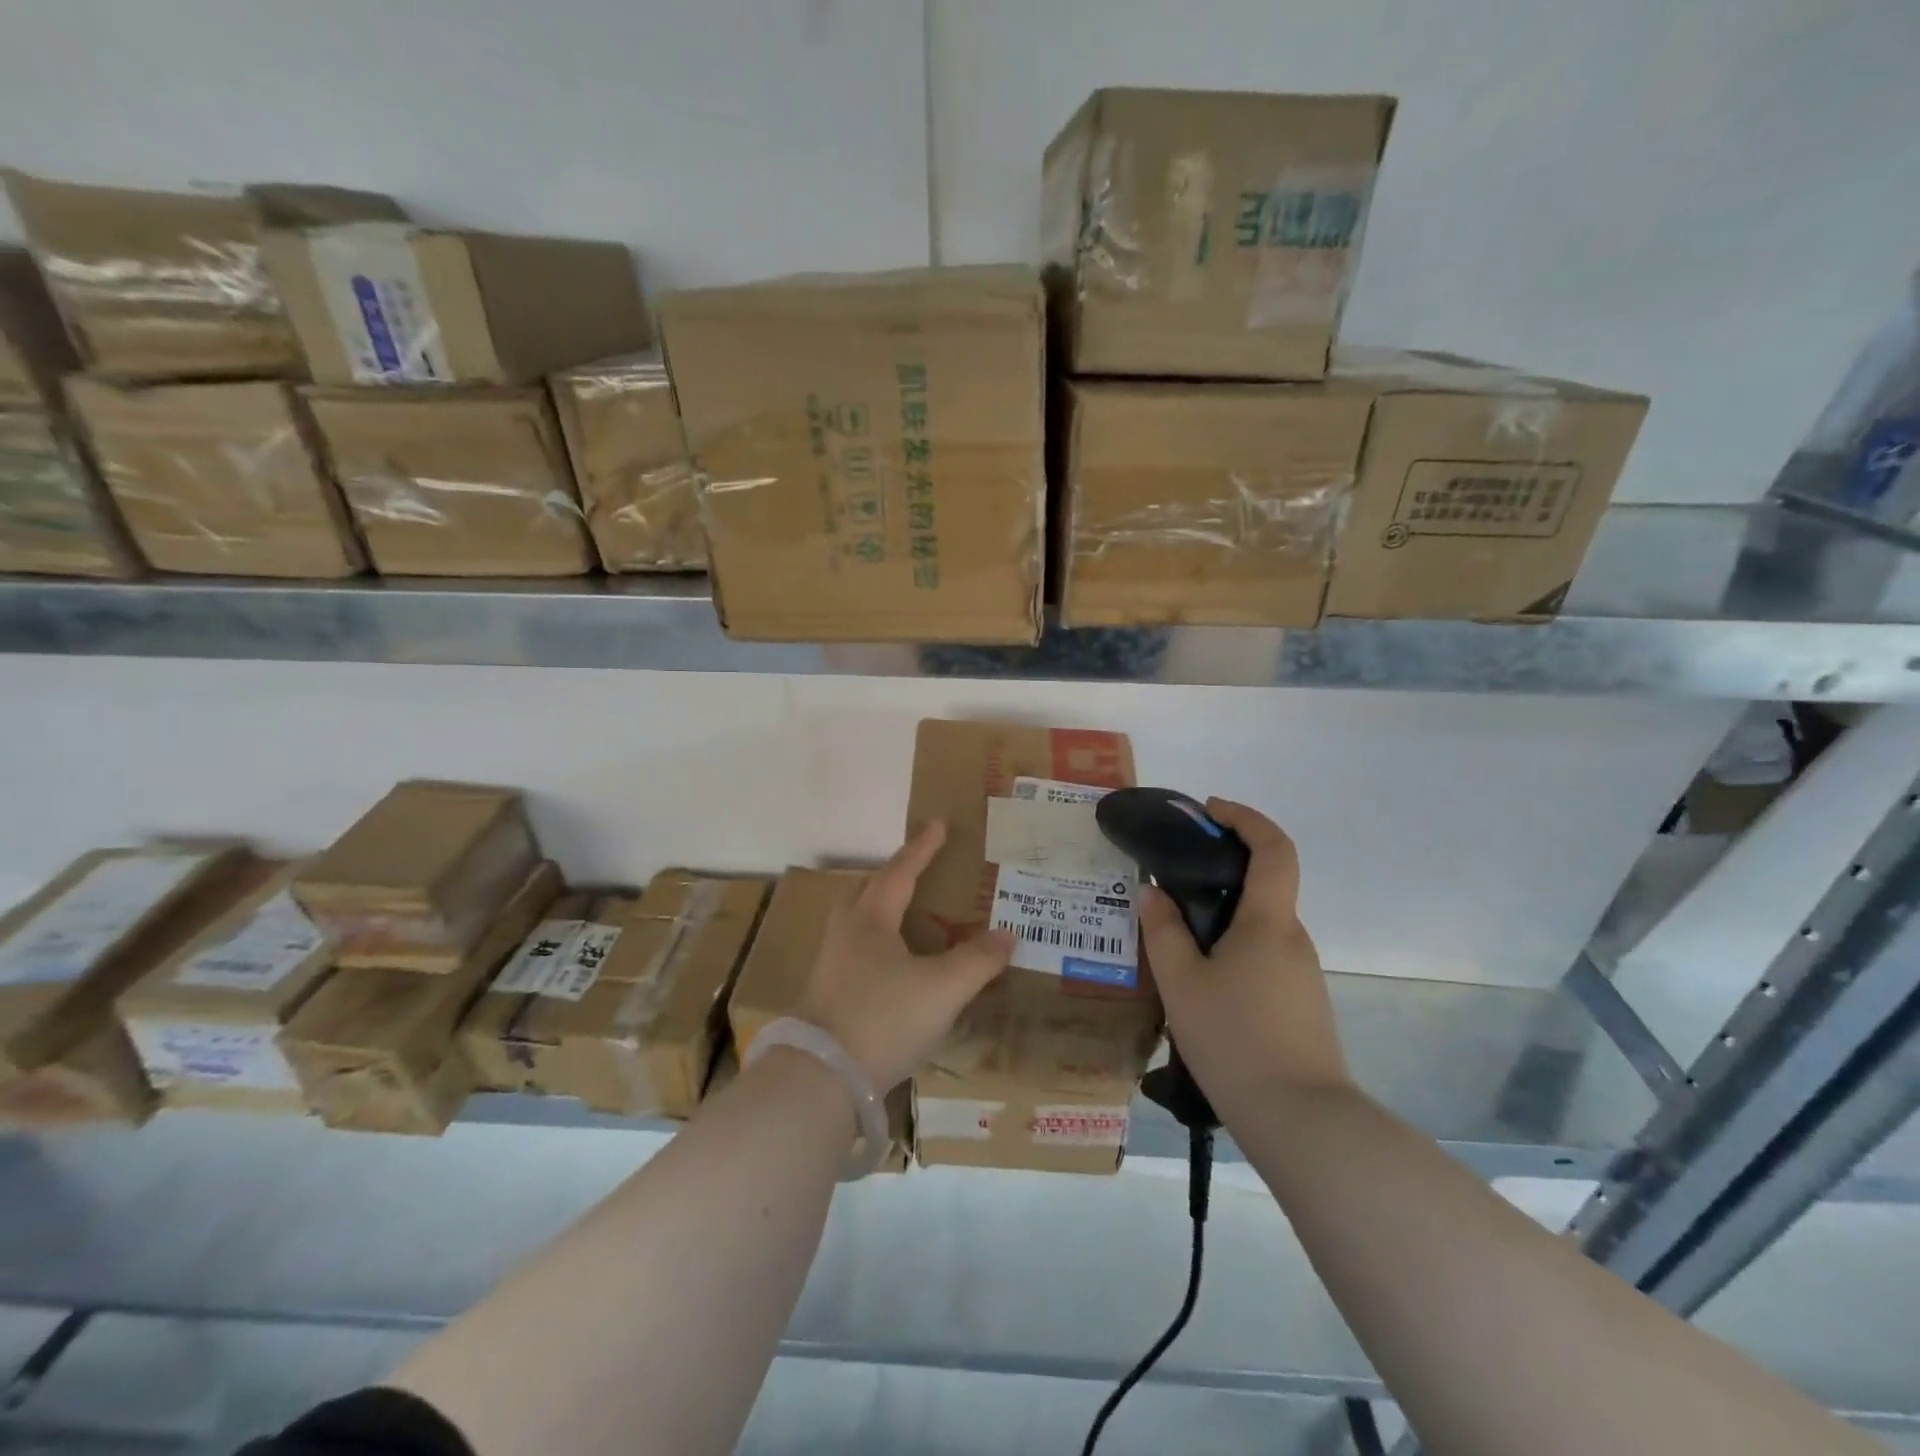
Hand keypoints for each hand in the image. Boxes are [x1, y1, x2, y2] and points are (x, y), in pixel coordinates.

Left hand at [798, 820, 1013, 1091]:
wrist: (821, 1078)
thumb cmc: (883, 1019)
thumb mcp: (942, 989)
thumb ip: (977, 960)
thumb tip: (1007, 934)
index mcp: (872, 919)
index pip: (902, 872)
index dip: (923, 848)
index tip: (938, 823)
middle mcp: (847, 932)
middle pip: (870, 890)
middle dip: (895, 876)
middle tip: (920, 871)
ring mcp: (831, 964)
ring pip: (859, 921)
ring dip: (883, 910)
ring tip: (908, 917)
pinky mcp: (826, 994)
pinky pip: (856, 951)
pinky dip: (878, 944)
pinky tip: (892, 966)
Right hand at [1138, 799, 1351, 1110]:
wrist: (1302, 1122)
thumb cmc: (1235, 1041)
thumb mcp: (1181, 983)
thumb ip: (1163, 931)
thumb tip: (1152, 891)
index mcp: (1269, 922)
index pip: (1274, 848)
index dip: (1246, 818)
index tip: (1210, 811)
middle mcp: (1293, 938)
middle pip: (1264, 885)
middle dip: (1221, 870)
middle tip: (1171, 882)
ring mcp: (1301, 973)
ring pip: (1259, 926)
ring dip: (1222, 916)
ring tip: (1174, 939)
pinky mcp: (1300, 1003)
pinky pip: (1263, 956)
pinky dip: (1232, 948)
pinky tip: (1200, 983)